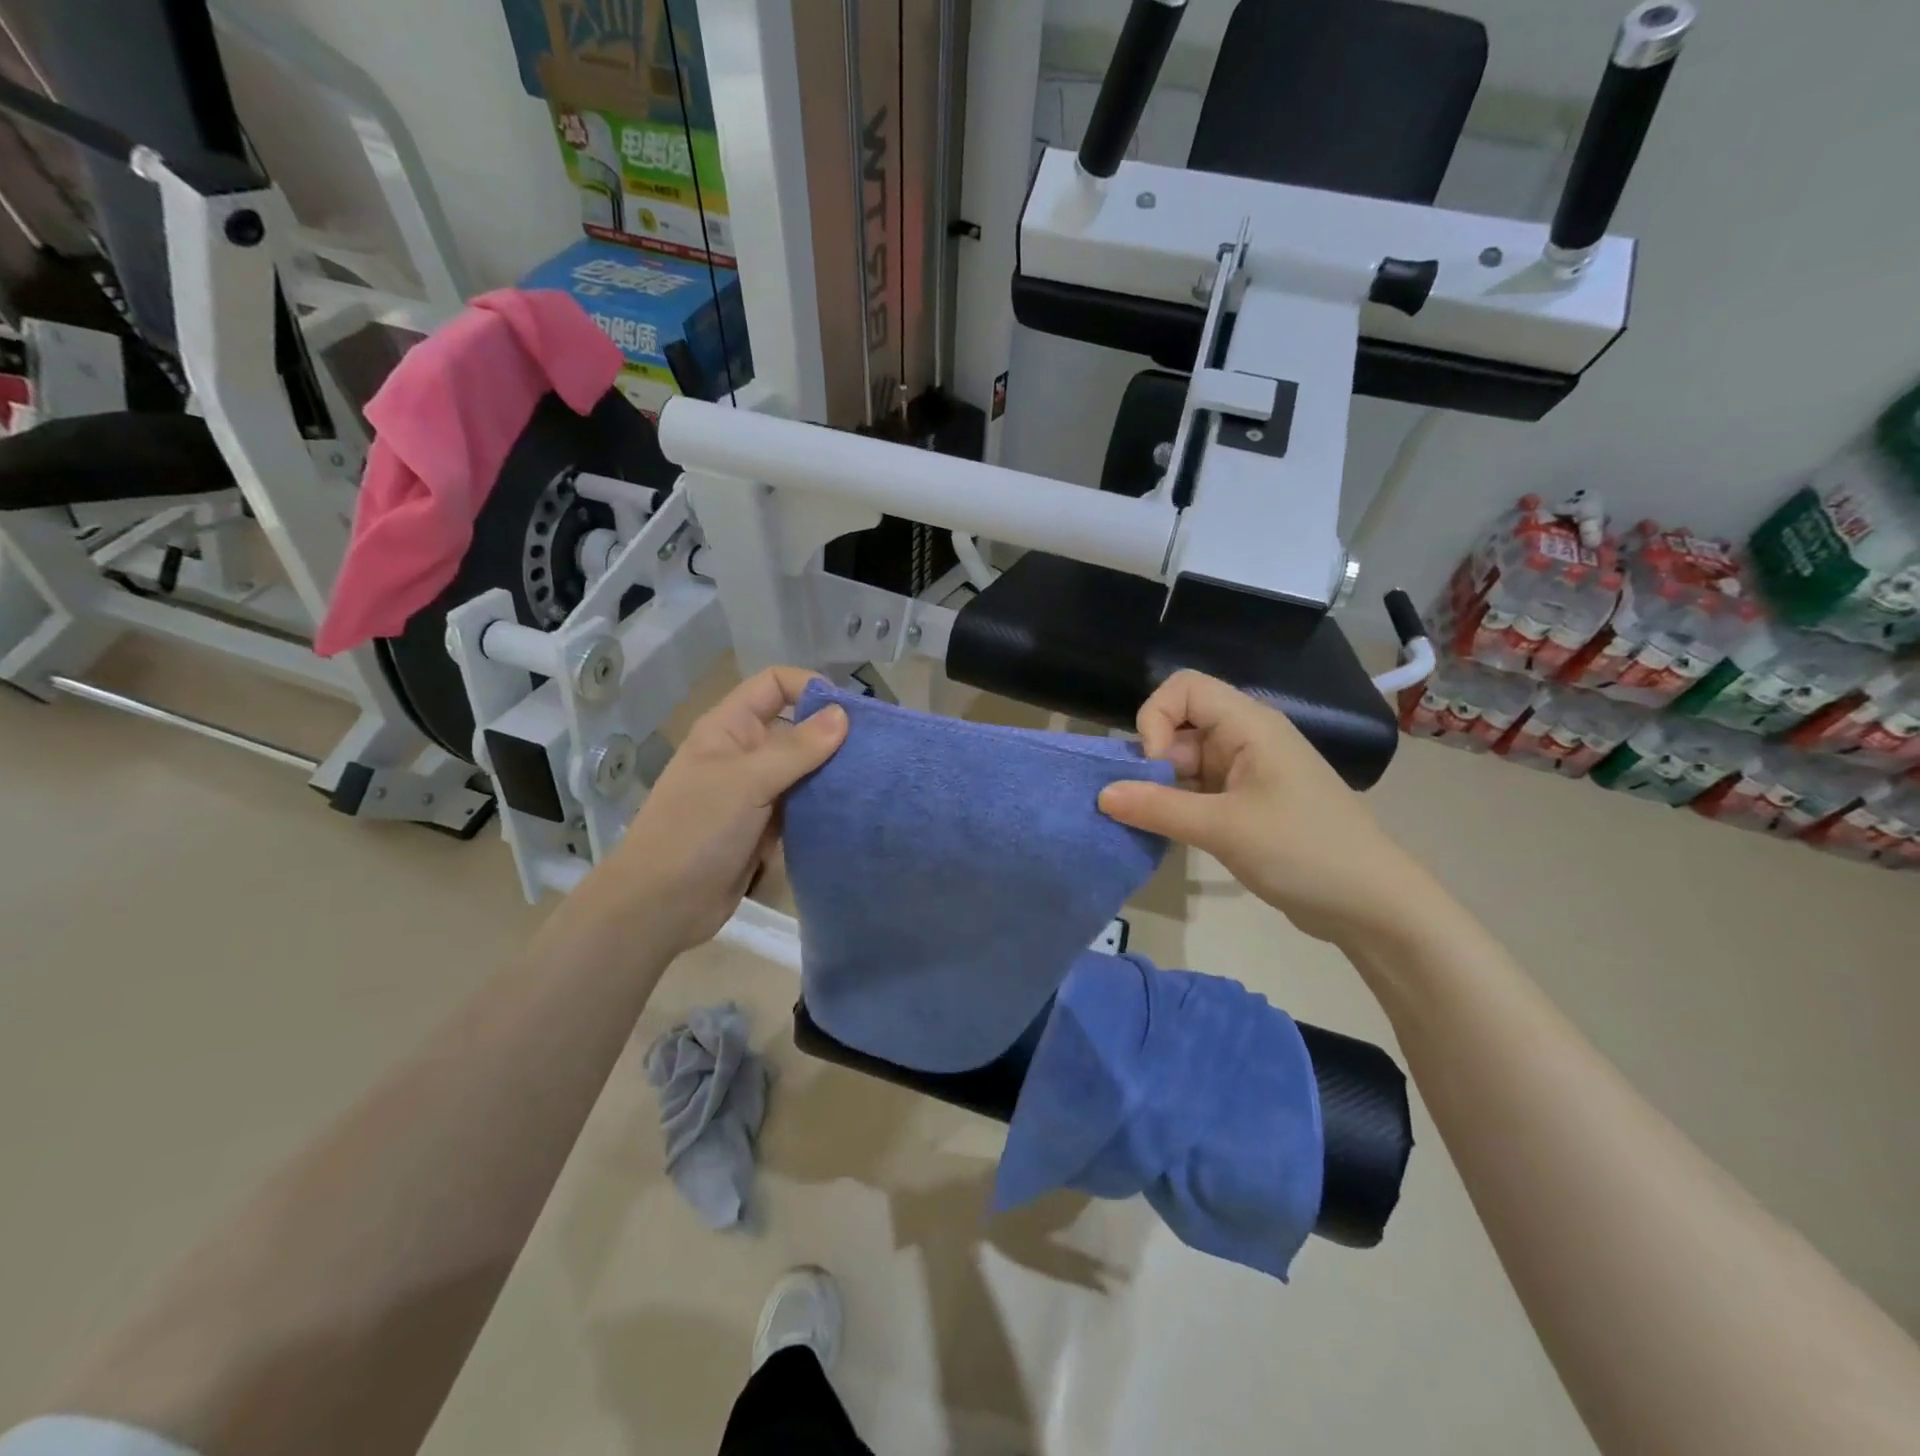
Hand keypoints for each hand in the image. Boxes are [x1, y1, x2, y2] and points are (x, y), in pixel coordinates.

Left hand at [570, 667, 847, 955]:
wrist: (662, 905)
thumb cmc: (697, 830)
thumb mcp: (747, 782)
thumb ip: (797, 748)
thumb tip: (843, 715)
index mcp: (729, 728)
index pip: (773, 685)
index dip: (809, 687)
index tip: (849, 712)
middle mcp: (744, 753)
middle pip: (795, 727)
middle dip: (832, 734)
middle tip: (875, 750)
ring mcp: (756, 792)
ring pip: (804, 769)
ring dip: (832, 773)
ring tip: (872, 780)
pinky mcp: (766, 826)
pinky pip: (803, 805)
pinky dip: (824, 805)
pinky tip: (854, 809)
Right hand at [1097, 670, 1429, 949]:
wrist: (1372, 905)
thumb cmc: (1303, 851)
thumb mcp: (1224, 828)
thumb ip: (1158, 808)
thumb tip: (1101, 794)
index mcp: (1249, 725)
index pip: (1184, 688)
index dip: (1156, 718)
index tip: (1154, 767)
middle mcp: (1246, 739)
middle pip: (1179, 726)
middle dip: (1151, 761)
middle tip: (1141, 806)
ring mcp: (1247, 773)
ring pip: (1185, 763)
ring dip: (1161, 788)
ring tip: (1147, 825)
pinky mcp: (1247, 804)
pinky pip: (1198, 791)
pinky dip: (1177, 807)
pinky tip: (1168, 835)